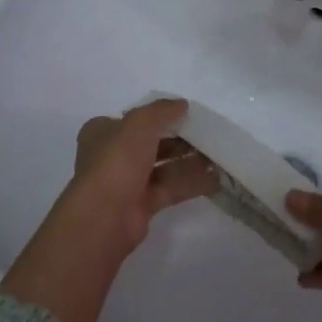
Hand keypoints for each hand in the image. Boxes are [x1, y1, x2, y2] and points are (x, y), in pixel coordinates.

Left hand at [65, 99, 220, 256]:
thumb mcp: (140, 123)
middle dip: (180, 139)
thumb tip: (182, 104)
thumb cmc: (117, 160)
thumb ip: (163, 110)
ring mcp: (128, 182)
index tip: (187, 113)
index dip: (160, 115)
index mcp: (103, 132)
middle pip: (153, 142)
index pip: (135, 119)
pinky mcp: (142, 205)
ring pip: (164, 167)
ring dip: (189, 161)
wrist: (104, 216)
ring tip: (218, 155)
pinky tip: (215, 178)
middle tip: (208, 134)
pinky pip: (171, 188)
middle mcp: (114, 155)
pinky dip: (191, 183)